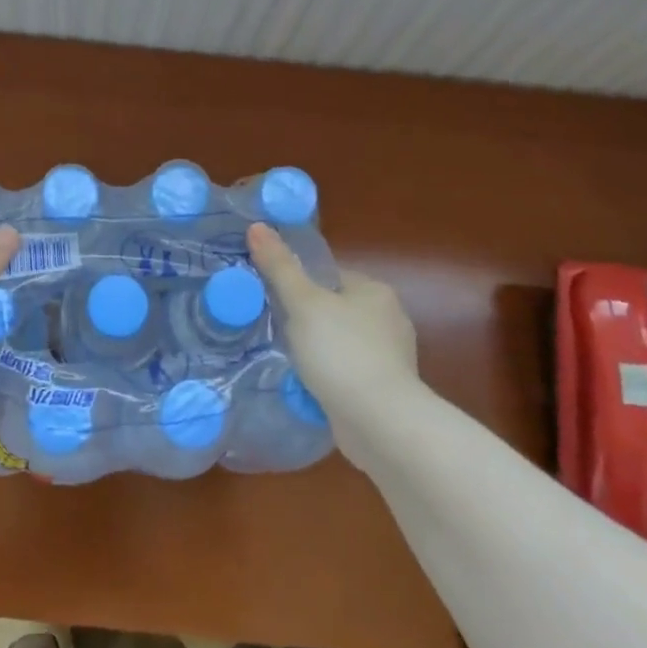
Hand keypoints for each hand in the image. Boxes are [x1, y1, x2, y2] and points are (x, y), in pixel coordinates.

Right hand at [247, 223, 424, 428]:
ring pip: (340, 342)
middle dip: (306, 320)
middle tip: (274, 330)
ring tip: (286, 359)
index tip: (273, 299)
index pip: (330, 275)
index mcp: (375, 290)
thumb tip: (256, 226)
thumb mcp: (302, 303)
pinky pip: (347, 372)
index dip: (299, 284)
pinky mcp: (385, 389)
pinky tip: (308, 385)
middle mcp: (389, 318)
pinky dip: (328, 376)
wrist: (379, 421)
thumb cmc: (341, 351)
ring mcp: (390, 356)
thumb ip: (279, 266)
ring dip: (317, 350)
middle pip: (334, 309)